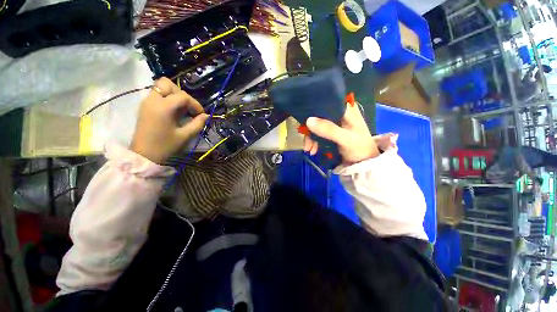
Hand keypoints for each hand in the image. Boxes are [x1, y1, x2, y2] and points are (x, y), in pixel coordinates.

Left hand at [131, 77, 207, 163]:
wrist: (144, 155)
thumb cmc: (165, 146)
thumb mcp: (185, 135)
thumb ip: (197, 124)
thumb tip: (206, 116)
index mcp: (163, 107)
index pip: (183, 96)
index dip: (195, 104)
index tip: (201, 114)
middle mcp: (153, 100)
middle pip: (167, 84)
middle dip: (181, 94)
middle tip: (188, 108)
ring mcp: (146, 102)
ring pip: (160, 87)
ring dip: (174, 94)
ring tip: (182, 109)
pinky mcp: (145, 106)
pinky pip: (157, 94)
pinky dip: (167, 98)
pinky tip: (173, 111)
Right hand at [304, 102, 378, 164]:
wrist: (363, 162)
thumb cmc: (359, 148)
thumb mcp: (345, 138)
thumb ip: (329, 129)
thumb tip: (308, 121)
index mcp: (345, 109)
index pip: (326, 103)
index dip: (313, 110)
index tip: (305, 121)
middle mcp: (338, 114)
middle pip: (318, 116)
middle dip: (310, 129)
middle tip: (307, 142)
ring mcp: (334, 124)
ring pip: (317, 126)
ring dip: (311, 138)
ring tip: (309, 149)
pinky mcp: (330, 133)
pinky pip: (318, 134)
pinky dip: (313, 142)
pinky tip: (312, 150)